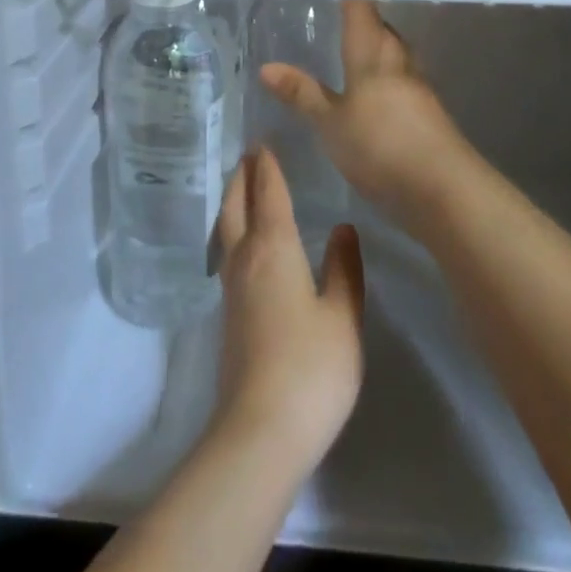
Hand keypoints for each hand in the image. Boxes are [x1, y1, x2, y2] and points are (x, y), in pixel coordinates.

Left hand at [212, 148, 363, 472]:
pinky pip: (228, 253)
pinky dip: (233, 231)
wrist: (260, 428)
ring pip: (226, 229)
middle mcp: (245, 259)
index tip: (264, 143)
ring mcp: (231, 288)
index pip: (268, 195)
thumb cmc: (311, 367)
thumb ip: (343, 268)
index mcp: (274, 249)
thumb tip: (342, 227)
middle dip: (241, 178)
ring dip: (233, 202)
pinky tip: (244, 245)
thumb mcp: (342, 317)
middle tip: (247, 156)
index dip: (268, 168)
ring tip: (242, 190)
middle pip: (236, 206)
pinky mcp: (228, 315)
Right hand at [259, 0, 473, 220]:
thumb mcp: (330, 123)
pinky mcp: (428, 114)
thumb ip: (302, 94)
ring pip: (395, 55)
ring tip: (352, 52)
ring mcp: (418, 88)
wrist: (444, 189)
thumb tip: (266, 67)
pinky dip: (386, 78)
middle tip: (337, 16)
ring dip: (377, 48)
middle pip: (382, 30)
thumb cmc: (380, 146)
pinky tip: (372, 94)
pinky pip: (402, 81)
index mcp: (373, 55)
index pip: (361, 9)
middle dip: (364, 20)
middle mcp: (398, 62)